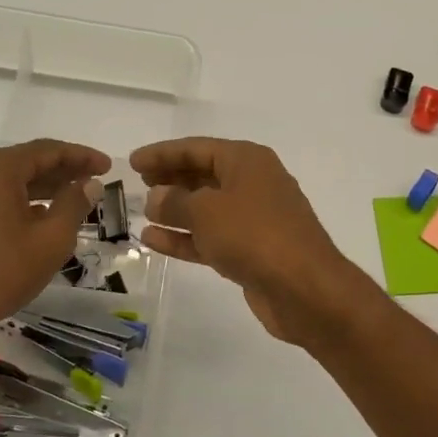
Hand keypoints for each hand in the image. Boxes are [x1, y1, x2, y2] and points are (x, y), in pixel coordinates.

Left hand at [0, 138, 110, 351]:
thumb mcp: (50, 241)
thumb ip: (74, 205)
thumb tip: (89, 184)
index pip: (47, 150)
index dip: (81, 156)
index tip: (106, 166)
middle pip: (24, 162)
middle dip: (60, 172)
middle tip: (90, 183)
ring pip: (4, 181)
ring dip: (38, 188)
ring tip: (67, 202)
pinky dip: (15, 202)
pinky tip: (32, 220)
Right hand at [130, 137, 376, 344]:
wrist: (303, 288)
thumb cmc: (254, 235)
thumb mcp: (206, 211)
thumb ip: (174, 202)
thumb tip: (156, 197)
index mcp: (247, 161)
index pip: (197, 148)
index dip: (163, 154)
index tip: (133, 162)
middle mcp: (253, 184)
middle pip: (204, 175)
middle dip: (171, 180)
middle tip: (137, 185)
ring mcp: (254, 220)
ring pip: (207, 209)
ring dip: (175, 211)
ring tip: (141, 213)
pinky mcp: (252, 252)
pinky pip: (212, 238)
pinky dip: (185, 238)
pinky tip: (154, 240)